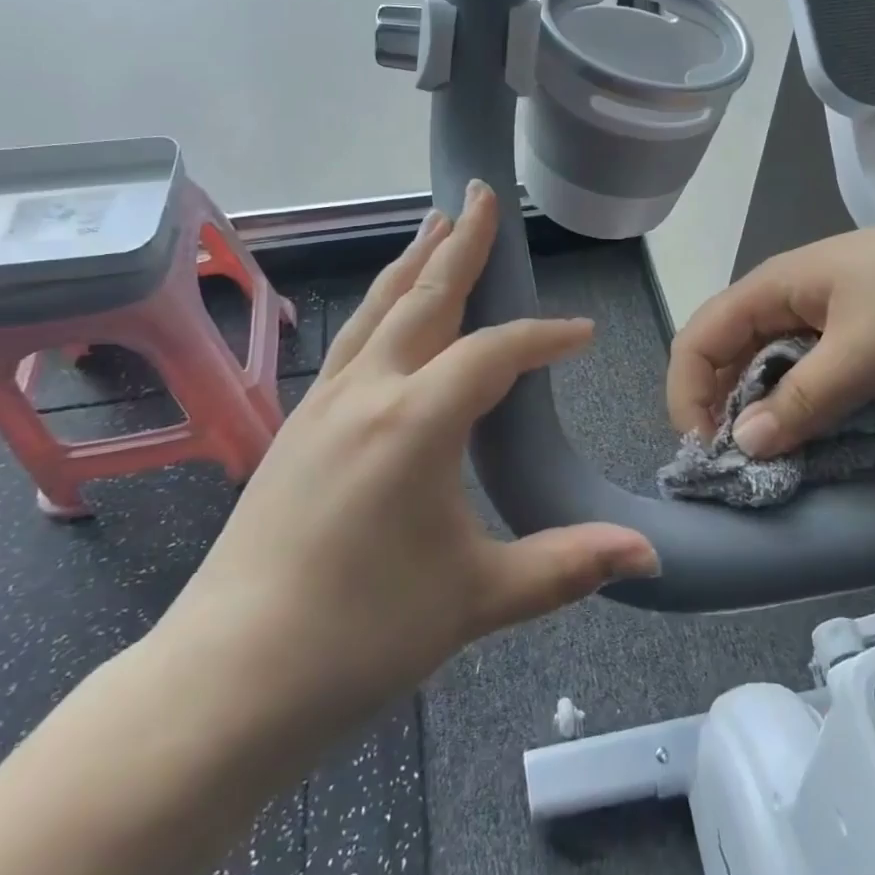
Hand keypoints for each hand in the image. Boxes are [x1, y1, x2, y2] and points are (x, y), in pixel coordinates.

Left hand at [160, 180, 658, 735]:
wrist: (226, 680)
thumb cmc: (359, 636)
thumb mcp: (476, 598)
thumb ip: (567, 565)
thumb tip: (648, 554)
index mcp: (415, 421)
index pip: (496, 353)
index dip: (545, 338)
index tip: (583, 334)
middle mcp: (367, 392)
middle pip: (424, 297)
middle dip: (461, 243)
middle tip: (482, 194)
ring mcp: (322, 404)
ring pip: (377, 309)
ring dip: (413, 262)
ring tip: (435, 223)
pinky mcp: (296, 426)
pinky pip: (352, 342)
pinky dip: (381, 306)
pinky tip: (388, 313)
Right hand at [667, 201, 874, 458]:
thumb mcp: (863, 355)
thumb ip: (800, 401)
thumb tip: (744, 446)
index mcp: (771, 287)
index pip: (698, 340)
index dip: (687, 395)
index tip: (709, 452)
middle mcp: (784, 294)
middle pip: (726, 350)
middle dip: (720, 405)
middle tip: (739, 463)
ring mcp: (821, 308)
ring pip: (766, 360)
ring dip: (761, 406)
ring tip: (775, 454)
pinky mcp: (853, 324)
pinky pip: (804, 364)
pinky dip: (798, 399)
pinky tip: (815, 428)